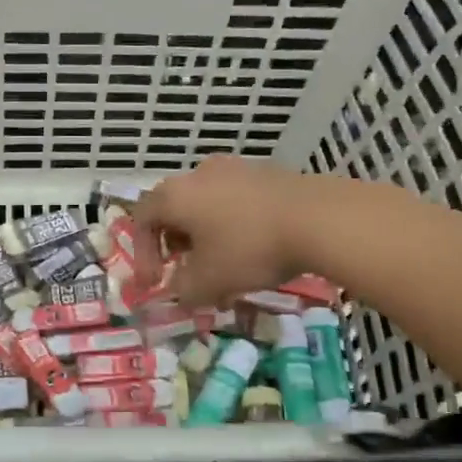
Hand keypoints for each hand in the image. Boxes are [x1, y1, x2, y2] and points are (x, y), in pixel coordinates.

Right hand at [131, 156, 327, 306]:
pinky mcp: (267, 173)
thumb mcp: (208, 282)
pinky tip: (253, 247)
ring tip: (222, 262)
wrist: (319, 218)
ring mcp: (236, 169)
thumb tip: (179, 292)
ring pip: (206, 203)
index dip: (143, 254)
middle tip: (186, 269)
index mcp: (175, 195)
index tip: (156, 283)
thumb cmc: (249, 249)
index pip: (142, 219)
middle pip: (174, 208)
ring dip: (205, 234)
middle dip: (175, 243)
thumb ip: (183, 290)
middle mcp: (199, 174)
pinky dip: (233, 224)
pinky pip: (236, 200)